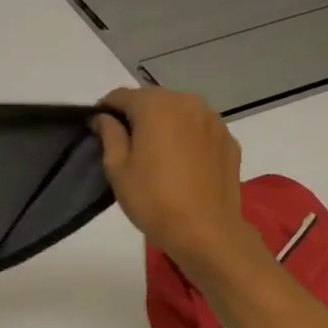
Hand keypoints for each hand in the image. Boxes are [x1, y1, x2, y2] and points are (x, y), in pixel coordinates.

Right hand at [93, 87, 260, 277]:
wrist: (206, 231)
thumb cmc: (153, 198)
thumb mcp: (117, 167)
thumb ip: (109, 134)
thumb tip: (104, 118)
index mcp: (156, 105)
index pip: (121, 95)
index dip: (105, 110)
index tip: (98, 130)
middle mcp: (187, 103)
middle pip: (152, 100)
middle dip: (136, 115)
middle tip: (126, 145)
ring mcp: (213, 121)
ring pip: (178, 112)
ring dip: (164, 125)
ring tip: (156, 154)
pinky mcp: (229, 140)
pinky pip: (199, 129)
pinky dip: (186, 138)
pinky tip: (182, 164)